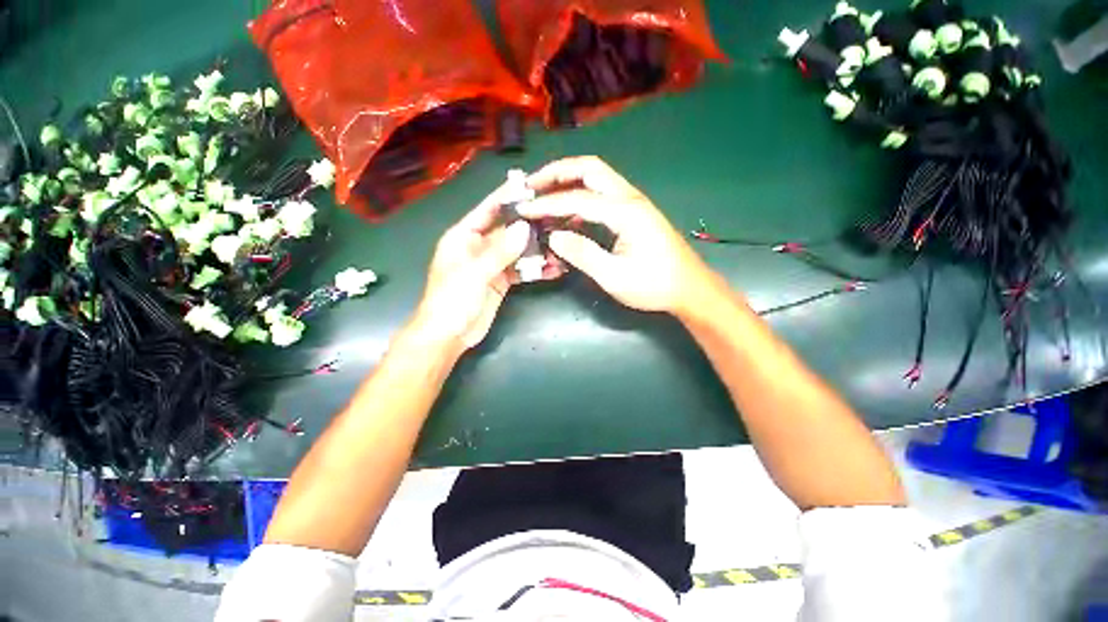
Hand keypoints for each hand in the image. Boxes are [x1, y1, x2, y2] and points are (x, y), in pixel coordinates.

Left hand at [412, 182, 562, 353]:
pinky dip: (535, 270)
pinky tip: (553, 268)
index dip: (508, 197)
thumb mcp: (474, 273)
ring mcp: (491, 265)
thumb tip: (524, 228)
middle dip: (530, 226)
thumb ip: (500, 251)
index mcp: (464, 236)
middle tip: (557, 218)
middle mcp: (479, 246)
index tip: (532, 185)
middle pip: (508, 230)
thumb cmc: (452, 300)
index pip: (488, 209)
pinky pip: (521, 270)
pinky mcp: (501, 281)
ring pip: (518, 251)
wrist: (448, 337)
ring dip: (537, 250)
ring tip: (561, 245)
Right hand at [518, 156, 717, 315]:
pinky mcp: (634, 212)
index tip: (522, 209)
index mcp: (625, 212)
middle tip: (531, 186)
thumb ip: (582, 254)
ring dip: (568, 180)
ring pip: (597, 177)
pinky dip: (581, 195)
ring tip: (544, 194)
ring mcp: (634, 203)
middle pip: (589, 168)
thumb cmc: (654, 285)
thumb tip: (553, 236)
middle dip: (557, 172)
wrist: (689, 288)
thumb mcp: (614, 276)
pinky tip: (569, 215)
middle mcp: (629, 198)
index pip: (576, 199)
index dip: (546, 204)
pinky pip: (603, 193)